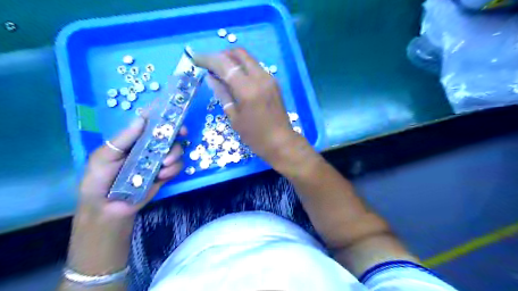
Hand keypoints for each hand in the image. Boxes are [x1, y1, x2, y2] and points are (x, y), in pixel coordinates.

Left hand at [78, 117, 185, 218]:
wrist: (107, 209)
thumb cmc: (98, 180)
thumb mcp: (105, 157)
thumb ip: (124, 139)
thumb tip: (142, 118)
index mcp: (133, 140)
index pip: (150, 124)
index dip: (162, 118)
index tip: (172, 116)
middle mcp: (148, 148)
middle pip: (169, 135)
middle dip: (177, 133)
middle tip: (182, 134)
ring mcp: (158, 162)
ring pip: (176, 150)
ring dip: (174, 154)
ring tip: (164, 165)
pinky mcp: (164, 175)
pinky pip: (177, 167)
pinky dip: (173, 169)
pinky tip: (162, 175)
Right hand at [193, 47, 304, 165]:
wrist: (281, 142)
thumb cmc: (255, 136)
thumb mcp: (234, 117)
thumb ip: (222, 94)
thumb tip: (210, 77)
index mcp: (247, 89)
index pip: (224, 64)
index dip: (208, 59)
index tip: (195, 58)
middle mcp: (260, 78)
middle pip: (239, 53)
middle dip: (222, 55)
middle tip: (211, 66)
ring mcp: (269, 78)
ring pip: (248, 59)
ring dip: (233, 61)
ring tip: (222, 73)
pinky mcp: (274, 82)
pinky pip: (255, 67)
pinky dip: (243, 68)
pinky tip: (237, 79)